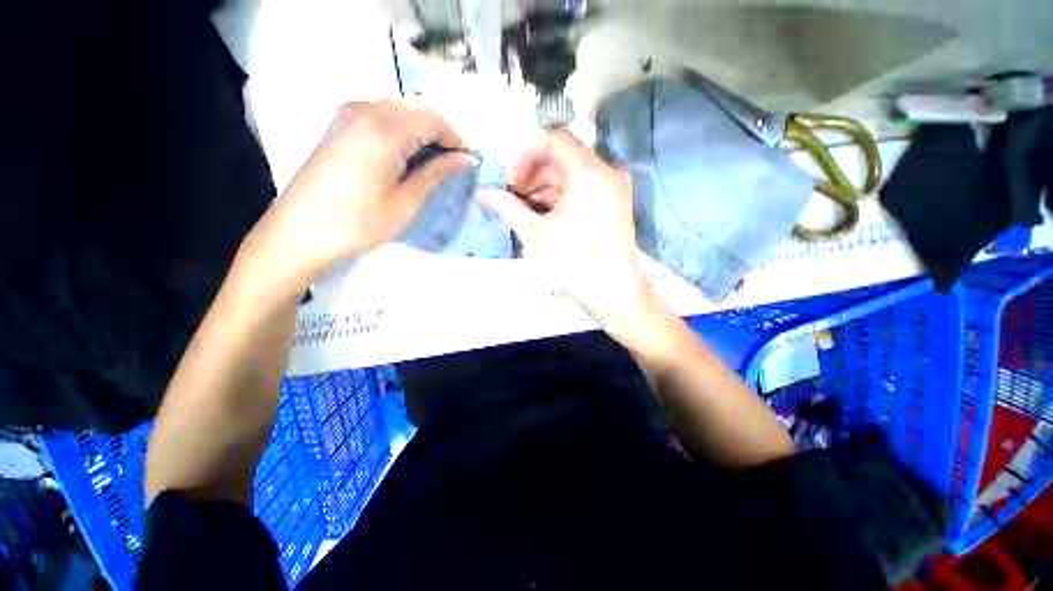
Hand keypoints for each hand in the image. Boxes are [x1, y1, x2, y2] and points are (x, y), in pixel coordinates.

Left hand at [254, 102, 474, 280]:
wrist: (300, 232)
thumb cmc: (359, 223)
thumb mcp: (406, 202)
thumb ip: (437, 173)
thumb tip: (466, 159)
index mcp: (385, 130)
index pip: (434, 119)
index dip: (457, 139)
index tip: (469, 162)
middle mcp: (366, 109)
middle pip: (418, 110)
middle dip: (441, 135)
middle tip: (453, 165)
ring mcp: (348, 113)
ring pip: (400, 111)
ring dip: (422, 133)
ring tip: (432, 164)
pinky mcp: (340, 124)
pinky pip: (381, 116)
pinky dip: (402, 132)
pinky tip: (405, 156)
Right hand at [480, 130, 647, 322]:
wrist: (613, 293)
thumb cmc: (573, 263)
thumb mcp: (536, 234)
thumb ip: (508, 208)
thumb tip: (484, 193)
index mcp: (589, 172)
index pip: (554, 140)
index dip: (526, 156)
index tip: (511, 183)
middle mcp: (607, 172)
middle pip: (563, 158)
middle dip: (533, 176)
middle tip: (512, 199)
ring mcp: (614, 188)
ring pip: (572, 175)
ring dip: (545, 189)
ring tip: (525, 212)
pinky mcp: (614, 204)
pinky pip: (583, 190)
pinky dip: (562, 198)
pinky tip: (544, 216)